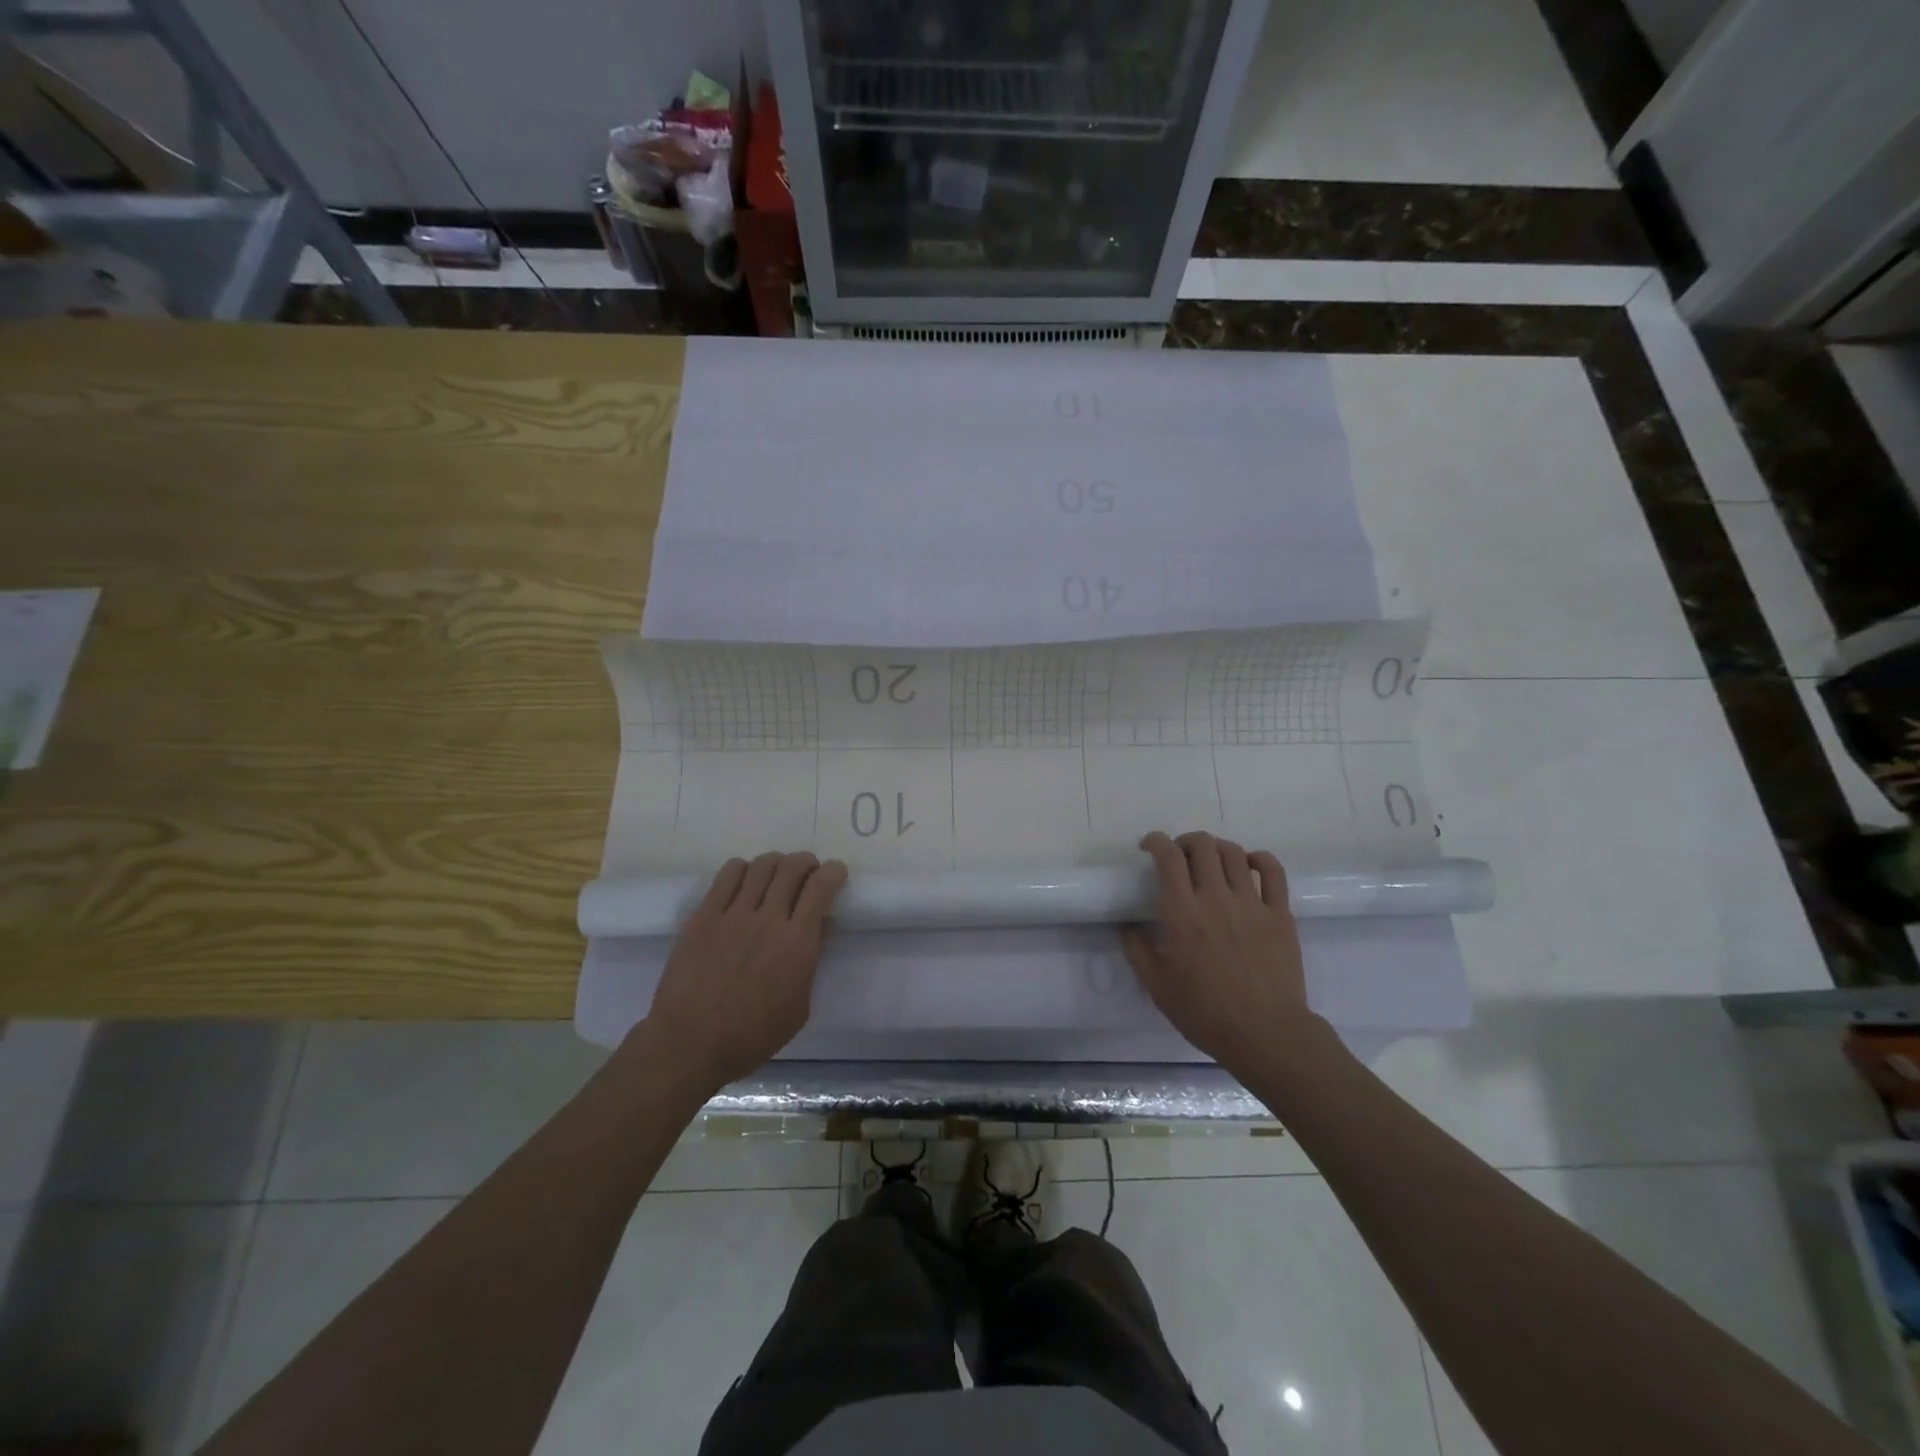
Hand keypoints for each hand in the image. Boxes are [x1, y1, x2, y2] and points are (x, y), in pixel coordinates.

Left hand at [640, 852, 847, 1094]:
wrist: (690, 1043)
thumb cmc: (751, 1036)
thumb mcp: (799, 1008)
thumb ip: (811, 963)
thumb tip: (818, 929)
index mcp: (797, 944)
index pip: (821, 887)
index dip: (833, 872)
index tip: (835, 873)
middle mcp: (769, 920)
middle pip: (792, 867)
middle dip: (806, 863)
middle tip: (807, 873)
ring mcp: (733, 914)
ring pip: (762, 865)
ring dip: (777, 863)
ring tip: (776, 876)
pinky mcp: (704, 915)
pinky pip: (728, 875)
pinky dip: (743, 870)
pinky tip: (745, 882)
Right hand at [1121, 831, 1320, 1076]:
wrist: (1266, 1035)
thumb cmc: (1206, 1014)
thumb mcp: (1158, 988)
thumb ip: (1137, 951)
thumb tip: (1126, 925)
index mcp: (1183, 914)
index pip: (1168, 857)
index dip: (1156, 841)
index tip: (1149, 847)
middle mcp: (1216, 899)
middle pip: (1202, 846)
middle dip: (1185, 842)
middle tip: (1179, 857)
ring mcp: (1252, 904)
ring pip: (1234, 853)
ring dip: (1217, 848)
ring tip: (1211, 861)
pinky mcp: (1280, 914)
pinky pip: (1273, 872)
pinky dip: (1259, 859)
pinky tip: (1250, 865)